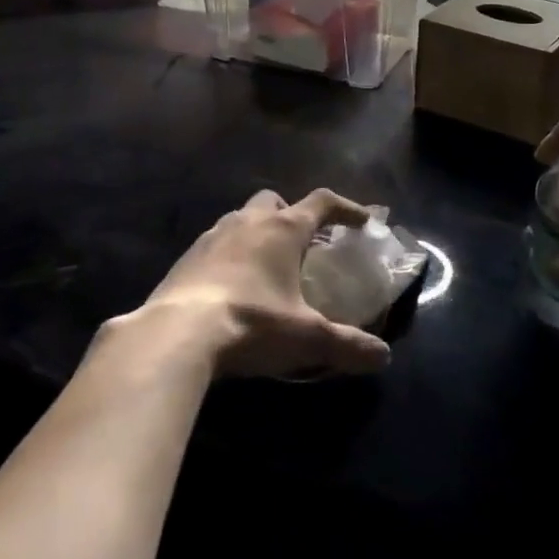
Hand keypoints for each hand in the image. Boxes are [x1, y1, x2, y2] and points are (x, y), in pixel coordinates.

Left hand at [142, 189, 392, 378]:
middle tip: (303, 244)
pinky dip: (230, 254)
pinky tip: (231, 287)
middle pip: (275, 201)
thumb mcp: (306, 338)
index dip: (346, 208)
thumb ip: (347, 345)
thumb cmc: (251, 323)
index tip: (361, 221)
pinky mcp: (186, 257)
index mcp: (283, 229)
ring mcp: (212, 235)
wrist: (175, 334)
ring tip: (267, 266)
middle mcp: (248, 221)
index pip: (322, 202)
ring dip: (258, 233)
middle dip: (291, 214)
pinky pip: (215, 243)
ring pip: (241, 218)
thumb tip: (383, 357)